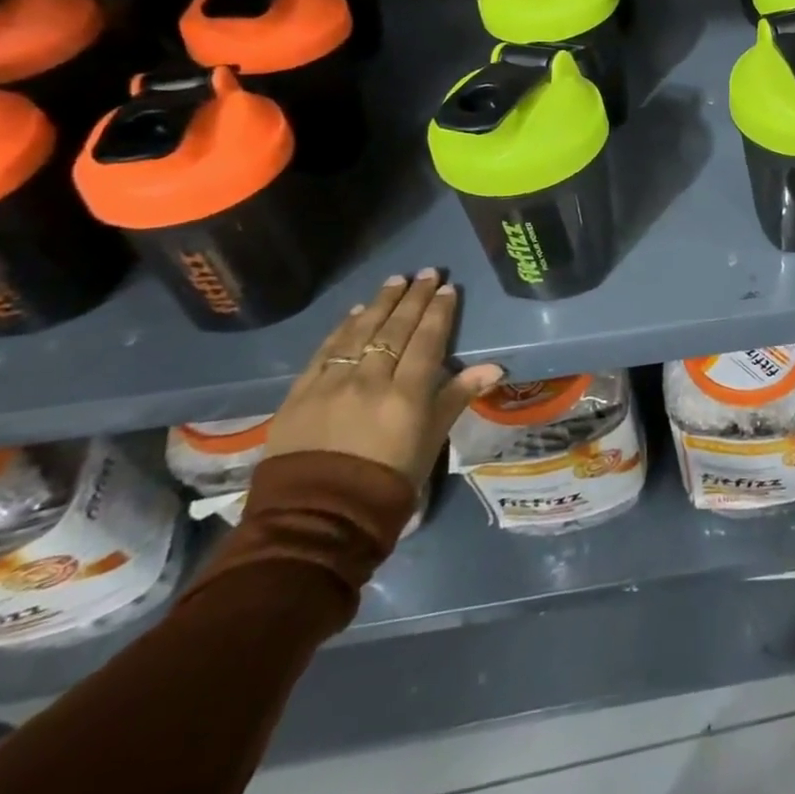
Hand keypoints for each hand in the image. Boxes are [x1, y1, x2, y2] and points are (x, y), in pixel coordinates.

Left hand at [266, 270, 503, 489]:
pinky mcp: (299, 394)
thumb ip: (457, 397)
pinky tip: (355, 312)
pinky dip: (342, 328)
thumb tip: (495, 367)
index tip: (448, 288)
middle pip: (395, 329)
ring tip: (395, 281)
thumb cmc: (387, 482)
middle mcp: (370, 380)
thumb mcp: (430, 441)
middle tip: (427, 273)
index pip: (427, 340)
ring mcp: (331, 384)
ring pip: (360, 332)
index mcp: (406, 394)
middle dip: (413, 298)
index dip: (439, 312)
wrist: (317, 520)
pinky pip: (325, 351)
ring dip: (380, 303)